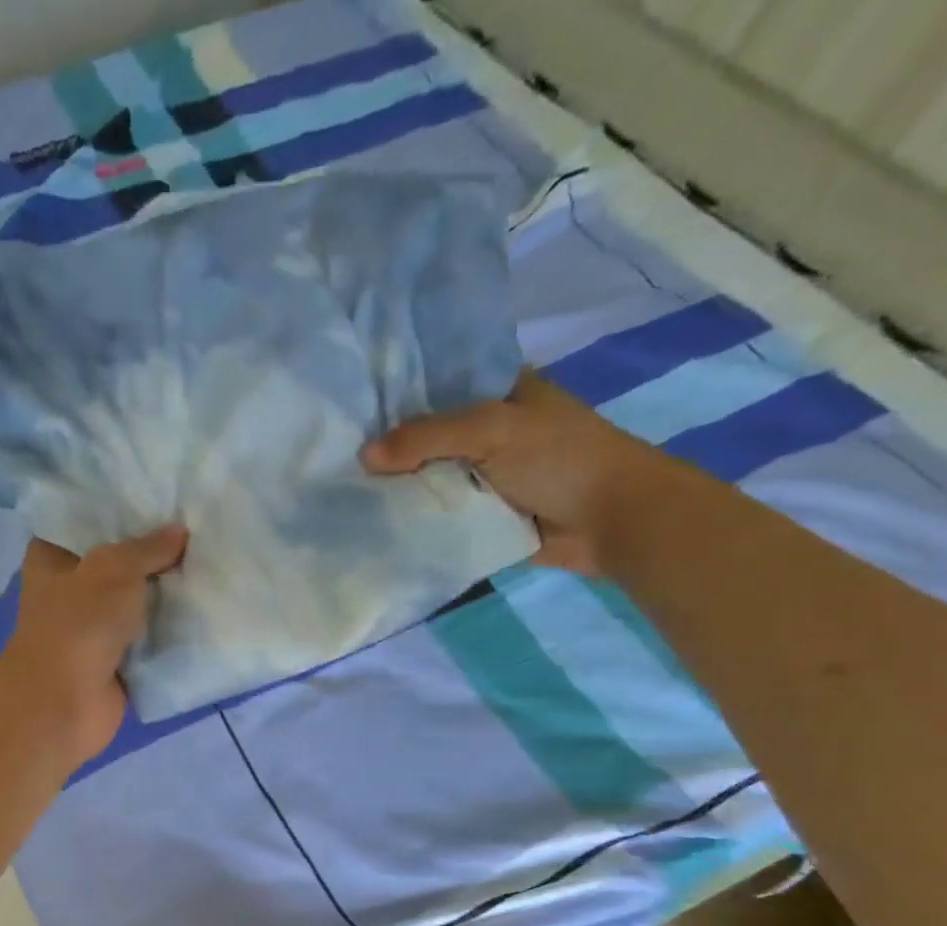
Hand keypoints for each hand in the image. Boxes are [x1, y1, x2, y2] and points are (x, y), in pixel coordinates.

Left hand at [0, 525, 188, 767]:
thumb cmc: (78, 624)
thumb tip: (179, 531)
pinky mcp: (116, 659)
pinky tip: (207, 604)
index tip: (163, 494)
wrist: (64, 704)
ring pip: (137, 600)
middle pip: (119, 561)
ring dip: (168, 590)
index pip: (88, 520)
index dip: (123, 508)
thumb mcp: (114, 569)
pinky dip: (172, 627)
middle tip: (200, 523)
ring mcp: (94, 626)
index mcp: (53, 557)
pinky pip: (150, 636)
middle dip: (155, 549)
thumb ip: (148, 547)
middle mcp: (71, 588)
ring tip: (212, 559)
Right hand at [361, 372, 665, 574]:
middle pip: (426, 435)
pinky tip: (374, 520)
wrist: (611, 521)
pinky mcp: (482, 515)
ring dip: (397, 486)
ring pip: (429, 477)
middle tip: (335, 454)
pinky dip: (414, 518)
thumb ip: (428, 437)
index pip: (437, 384)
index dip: (396, 393)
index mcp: (498, 392)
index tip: (349, 406)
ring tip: (343, 489)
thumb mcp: (493, 431)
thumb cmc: (561, 458)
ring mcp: (483, 475)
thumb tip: (363, 456)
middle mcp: (487, 430)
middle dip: (389, 447)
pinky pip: (439, 513)